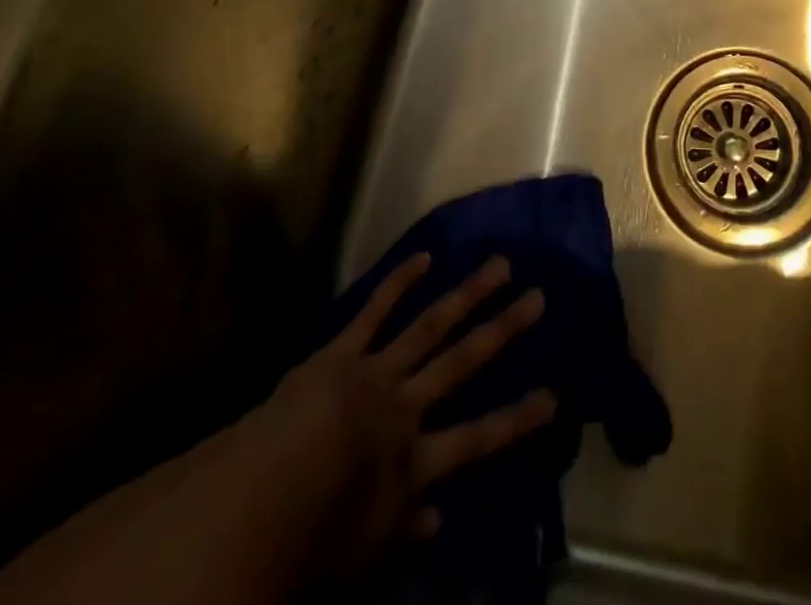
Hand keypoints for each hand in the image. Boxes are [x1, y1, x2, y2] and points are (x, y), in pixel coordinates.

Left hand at [239, 253, 555, 582]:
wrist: (257, 499)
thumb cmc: (308, 540)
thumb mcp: (361, 554)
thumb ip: (403, 530)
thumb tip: (439, 520)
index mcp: (412, 460)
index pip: (478, 439)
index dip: (517, 419)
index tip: (553, 396)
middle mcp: (405, 407)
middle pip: (462, 362)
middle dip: (502, 330)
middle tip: (537, 297)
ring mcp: (376, 371)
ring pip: (431, 326)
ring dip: (467, 293)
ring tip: (500, 264)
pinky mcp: (342, 351)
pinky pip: (374, 312)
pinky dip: (399, 283)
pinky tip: (425, 257)